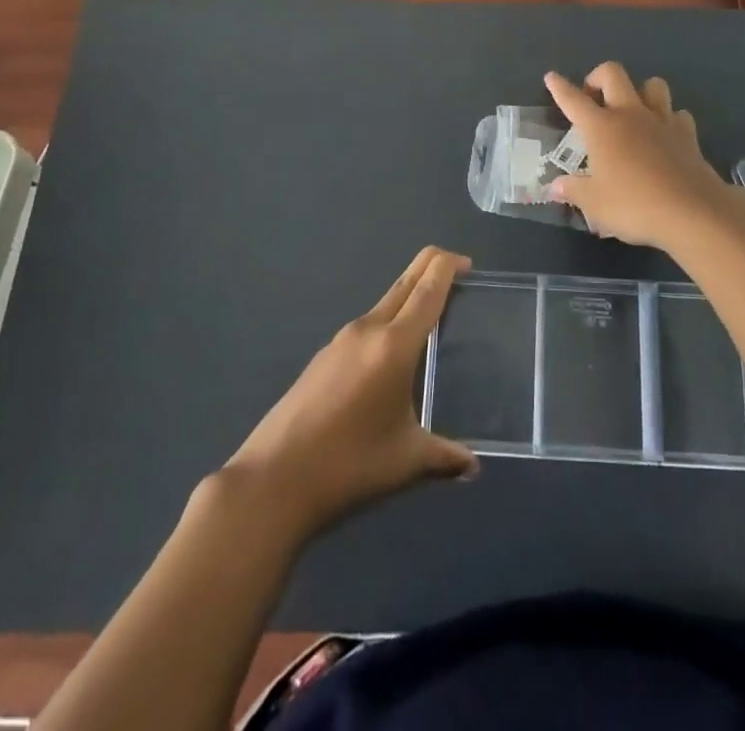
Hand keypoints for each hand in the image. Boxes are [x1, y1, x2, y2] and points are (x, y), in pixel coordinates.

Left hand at [222, 246, 477, 541]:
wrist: (272, 481)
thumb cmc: (349, 465)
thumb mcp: (406, 461)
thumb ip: (445, 456)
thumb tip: (472, 466)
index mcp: (394, 344)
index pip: (428, 288)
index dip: (448, 267)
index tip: (467, 263)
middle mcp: (367, 330)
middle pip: (405, 283)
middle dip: (430, 268)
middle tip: (457, 273)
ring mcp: (340, 341)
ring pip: (384, 304)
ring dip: (409, 299)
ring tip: (431, 322)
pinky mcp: (323, 358)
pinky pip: (366, 328)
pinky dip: (388, 325)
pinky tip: (391, 358)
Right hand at [544, 63, 744, 252]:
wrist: (692, 212)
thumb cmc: (634, 206)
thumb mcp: (595, 204)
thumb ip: (574, 191)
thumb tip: (555, 186)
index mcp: (601, 127)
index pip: (573, 100)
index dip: (560, 87)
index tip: (551, 77)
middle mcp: (630, 114)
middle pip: (613, 74)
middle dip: (598, 76)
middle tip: (594, 97)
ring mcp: (662, 121)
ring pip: (653, 84)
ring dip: (640, 91)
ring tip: (633, 110)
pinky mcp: (688, 135)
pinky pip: (678, 114)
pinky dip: (670, 119)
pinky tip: (665, 135)